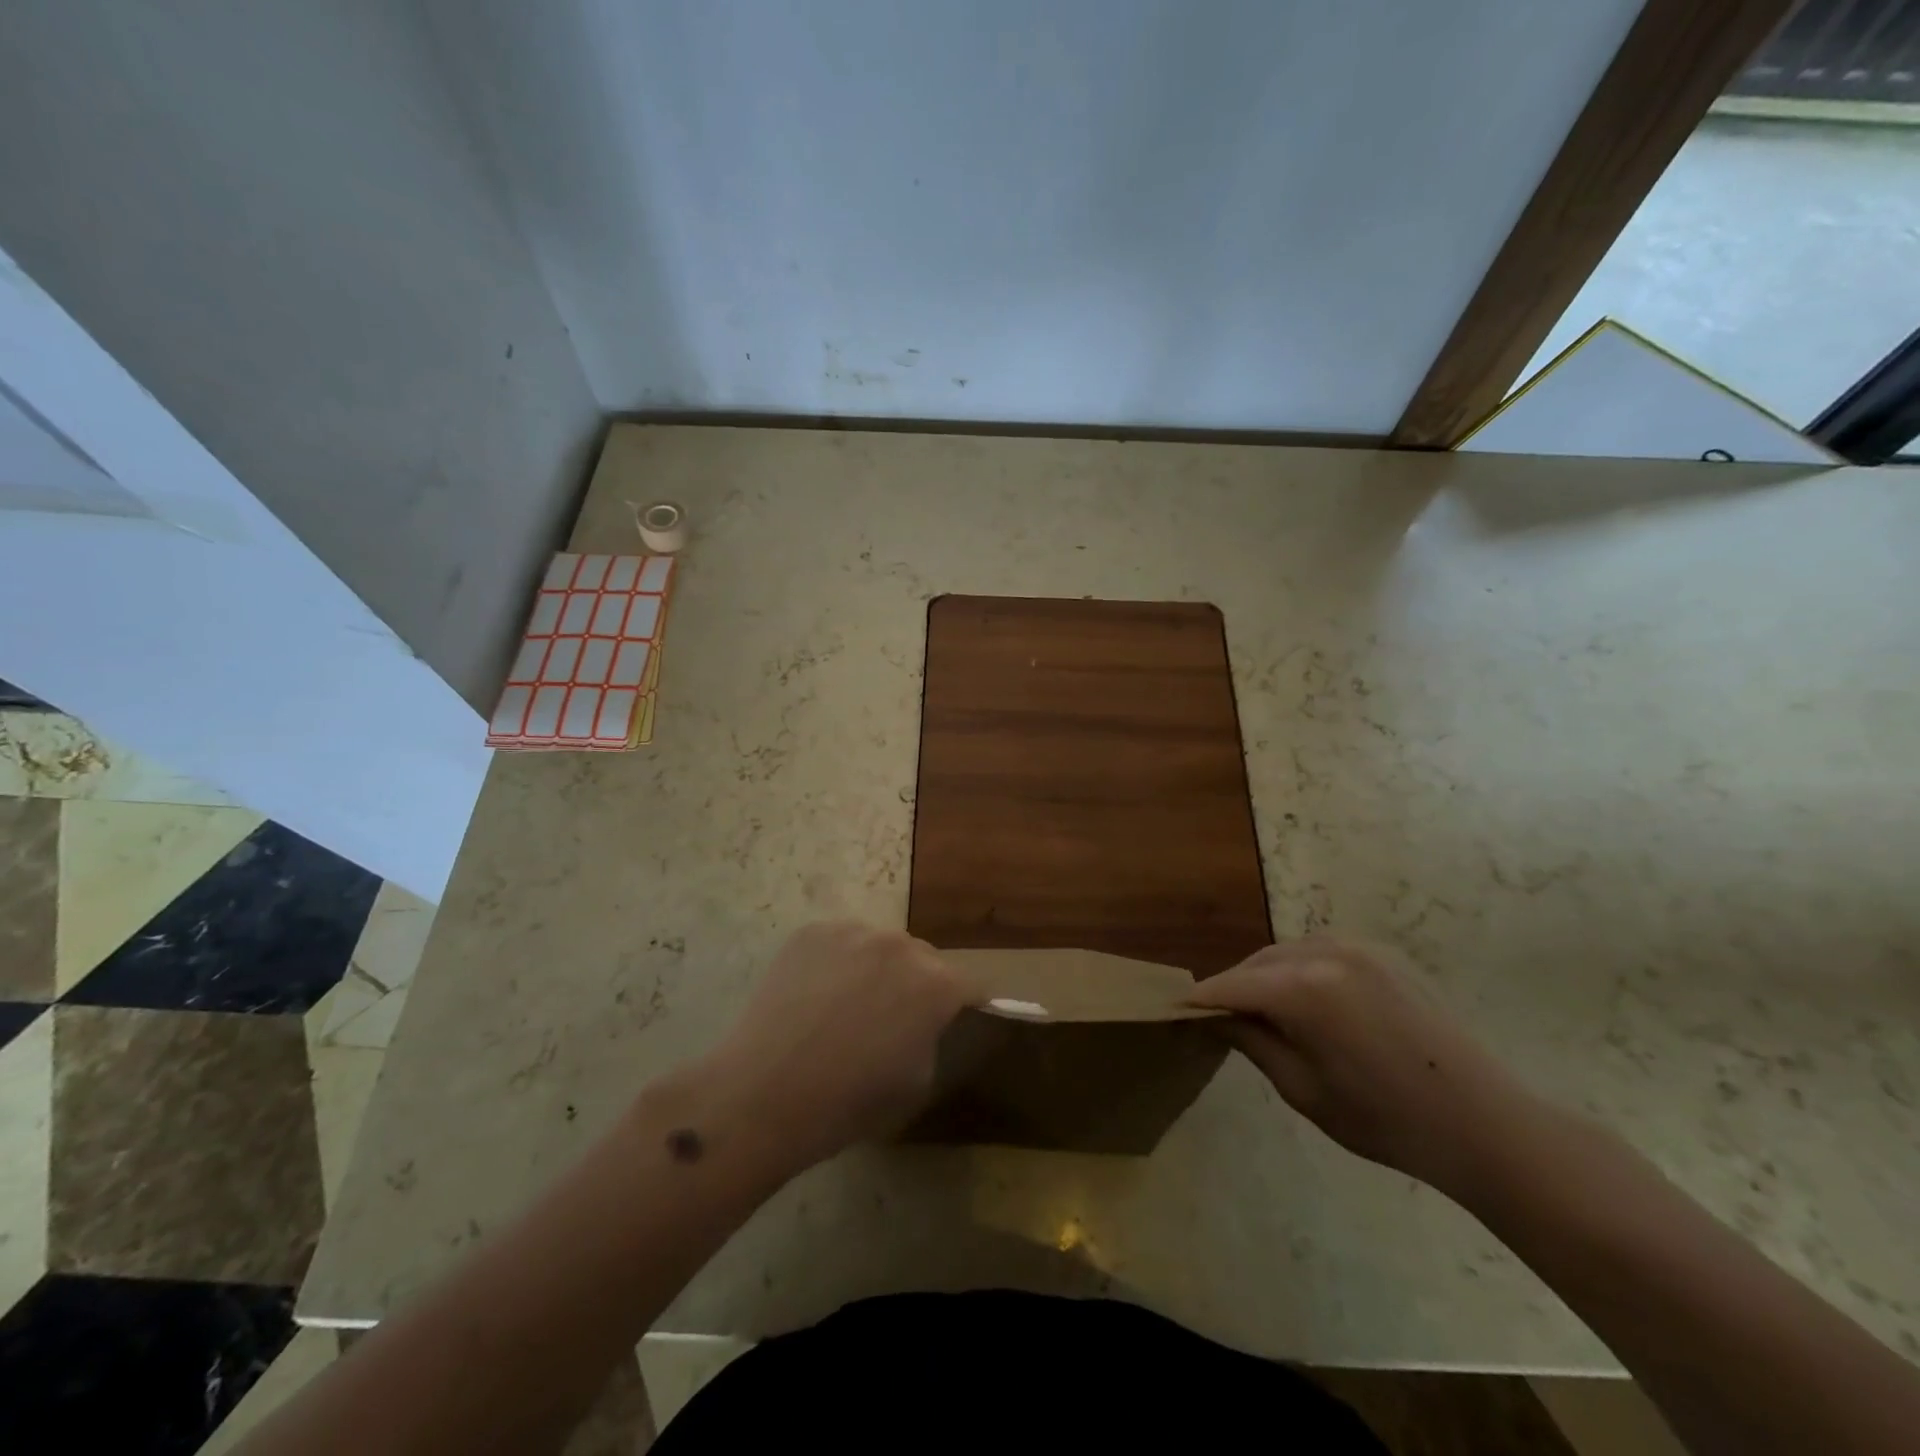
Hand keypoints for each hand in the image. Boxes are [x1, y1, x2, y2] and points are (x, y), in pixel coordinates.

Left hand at [705, 922, 980, 1169]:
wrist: (764, 1094)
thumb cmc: (849, 1102)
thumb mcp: (916, 1083)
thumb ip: (930, 1037)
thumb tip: (921, 1021)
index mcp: (936, 983)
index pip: (970, 986)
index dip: (965, 1005)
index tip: (955, 1019)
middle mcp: (901, 945)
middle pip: (923, 959)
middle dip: (916, 984)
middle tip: (891, 1019)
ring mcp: (853, 932)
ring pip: (878, 946)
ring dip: (875, 968)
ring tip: (846, 1005)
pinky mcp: (811, 932)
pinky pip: (838, 943)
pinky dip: (836, 963)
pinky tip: (814, 996)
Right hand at [1188, 937, 1536, 1197]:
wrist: (1484, 1124)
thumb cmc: (1386, 1119)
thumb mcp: (1303, 1090)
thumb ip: (1252, 1042)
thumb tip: (1217, 1016)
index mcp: (1304, 988)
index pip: (1231, 985)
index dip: (1201, 1000)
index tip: (1175, 1010)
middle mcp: (1326, 952)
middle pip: (1257, 962)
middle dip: (1235, 987)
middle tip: (1219, 1018)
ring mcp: (1359, 947)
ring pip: (1287, 952)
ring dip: (1267, 976)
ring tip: (1262, 1010)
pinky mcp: (1383, 954)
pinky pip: (1322, 951)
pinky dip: (1300, 969)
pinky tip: (1306, 1000)